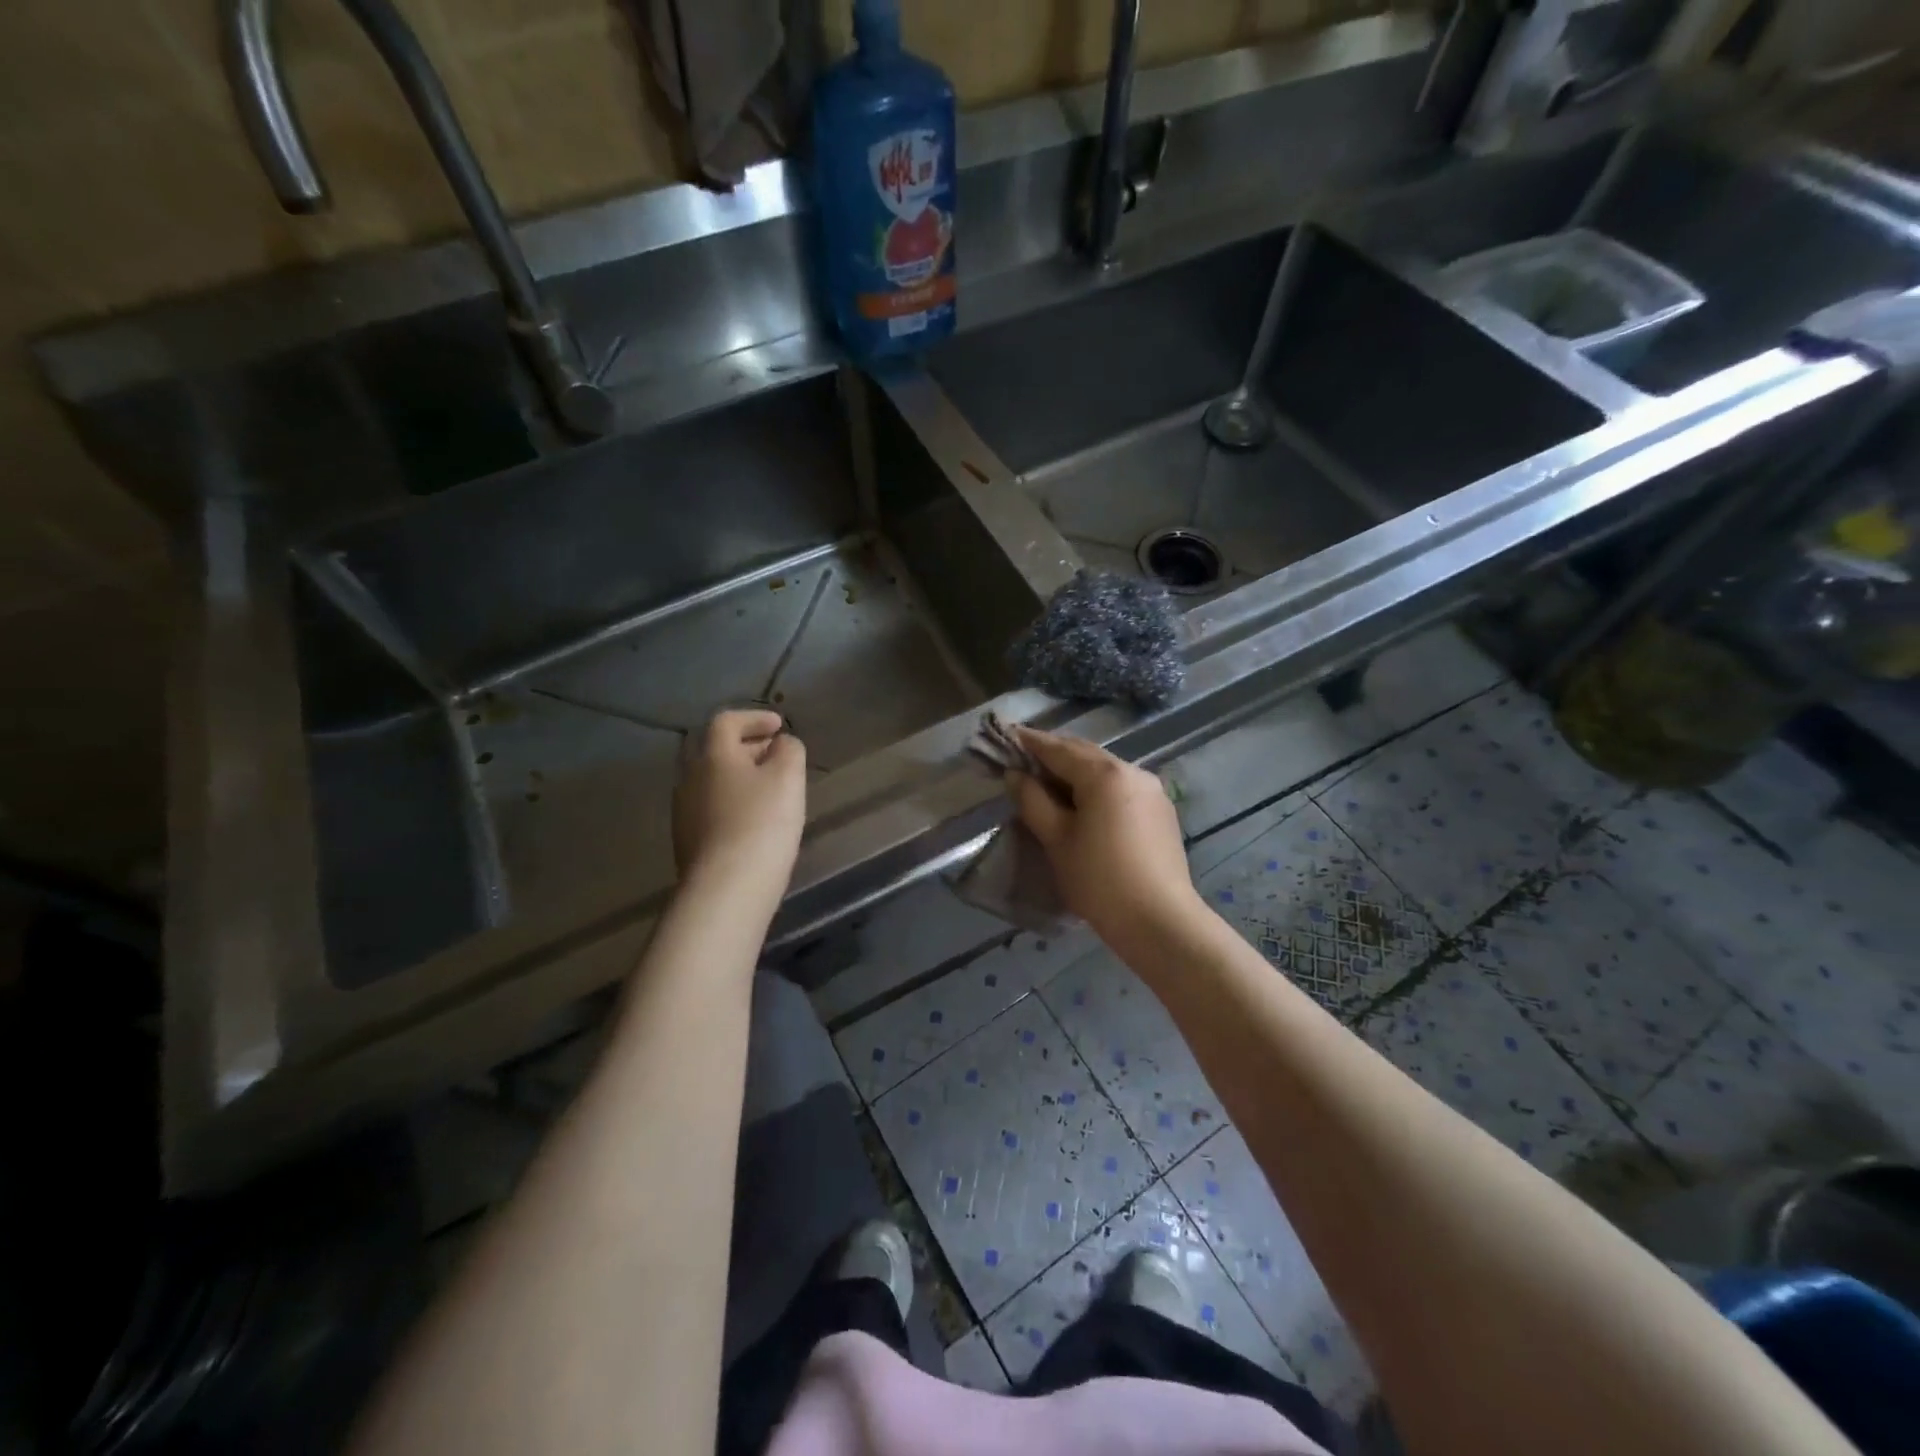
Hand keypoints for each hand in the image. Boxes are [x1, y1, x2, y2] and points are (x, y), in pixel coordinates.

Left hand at [673, 710, 806, 893]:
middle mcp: (690, 777)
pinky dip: (732, 802)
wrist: (726, 886)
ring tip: (768, 787)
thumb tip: (782, 744)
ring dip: (738, 776)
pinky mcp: (687, 841)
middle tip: (774, 753)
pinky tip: (754, 820)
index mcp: (713, 755)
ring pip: (712, 781)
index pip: (726, 721)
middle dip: (745, 747)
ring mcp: (684, 811)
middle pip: (714, 751)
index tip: (779, 725)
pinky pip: (711, 808)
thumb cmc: (761, 822)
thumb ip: (789, 750)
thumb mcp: (788, 777)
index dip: (753, 718)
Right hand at [1006, 727, 1201, 947]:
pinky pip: (1121, 787)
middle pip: (1085, 754)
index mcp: (1104, 774)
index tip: (1008, 734)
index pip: (1059, 749)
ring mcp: (1152, 790)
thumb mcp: (1057, 840)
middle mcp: (1132, 771)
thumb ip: (1033, 801)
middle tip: (1024, 759)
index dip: (1030, 742)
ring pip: (1105, 770)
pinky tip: (1083, 803)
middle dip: (1054, 754)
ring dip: (1076, 771)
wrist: (1160, 922)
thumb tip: (1015, 774)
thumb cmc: (1099, 880)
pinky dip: (1097, 787)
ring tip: (1050, 782)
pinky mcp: (1161, 810)